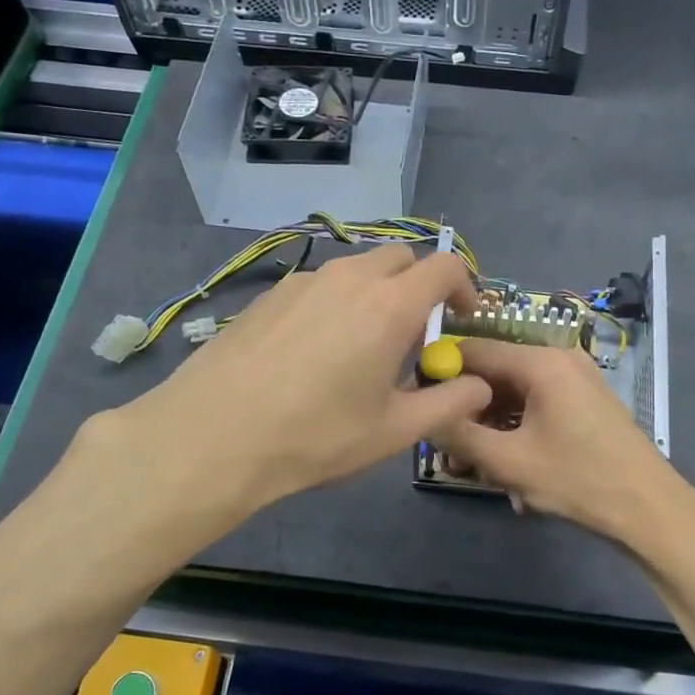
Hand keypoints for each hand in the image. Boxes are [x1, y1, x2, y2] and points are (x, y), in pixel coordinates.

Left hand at [88, 246, 492, 513]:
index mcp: (390, 305)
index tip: (463, 319)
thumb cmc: (316, 436)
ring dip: (377, 293)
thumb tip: (480, 385)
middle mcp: (349, 278)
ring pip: (357, 269)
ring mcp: (303, 282)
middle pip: (401, 259)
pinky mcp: (269, 295)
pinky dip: (337, 302)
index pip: (445, 266)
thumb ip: (448, 403)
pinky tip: (316, 351)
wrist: (214, 436)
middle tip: (415, 335)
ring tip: (365, 346)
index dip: (465, 286)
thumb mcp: (394, 431)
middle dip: (420, 286)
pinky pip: (319, 285)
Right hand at [432, 338, 694, 542]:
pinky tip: (511, 468)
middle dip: (469, 410)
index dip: (443, 373)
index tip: (423, 405)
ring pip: (515, 394)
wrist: (648, 508)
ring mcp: (576, 379)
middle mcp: (559, 359)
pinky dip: (517, 430)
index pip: (474, 349)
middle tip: (449, 449)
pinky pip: (537, 405)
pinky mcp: (585, 401)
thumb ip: (459, 433)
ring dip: (492, 427)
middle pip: (495, 373)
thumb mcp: (508, 461)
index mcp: (541, 362)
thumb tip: (424, 413)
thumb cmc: (577, 480)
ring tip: (478, 468)